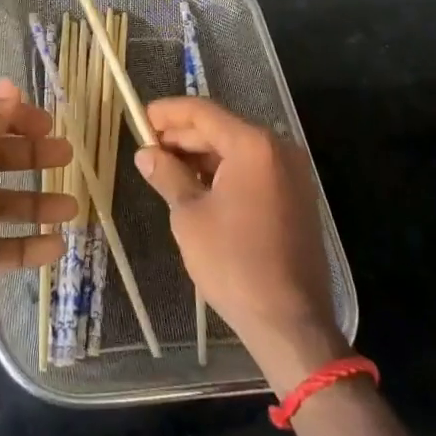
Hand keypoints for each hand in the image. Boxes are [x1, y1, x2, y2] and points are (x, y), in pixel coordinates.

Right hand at [136, 98, 348, 393]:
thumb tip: (146, 154)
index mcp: (254, 146)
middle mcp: (278, 150)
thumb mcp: (189, 216)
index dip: (167, 113)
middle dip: (182, 136)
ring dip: (201, 156)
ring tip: (165, 168)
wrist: (290, 323)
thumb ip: (167, 175)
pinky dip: (224, 173)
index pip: (203, 112)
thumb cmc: (234, 263)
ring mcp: (292, 174)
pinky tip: (196, 187)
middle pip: (221, 129)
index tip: (139, 117)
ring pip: (237, 151)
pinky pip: (253, 171)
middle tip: (147, 147)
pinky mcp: (296, 198)